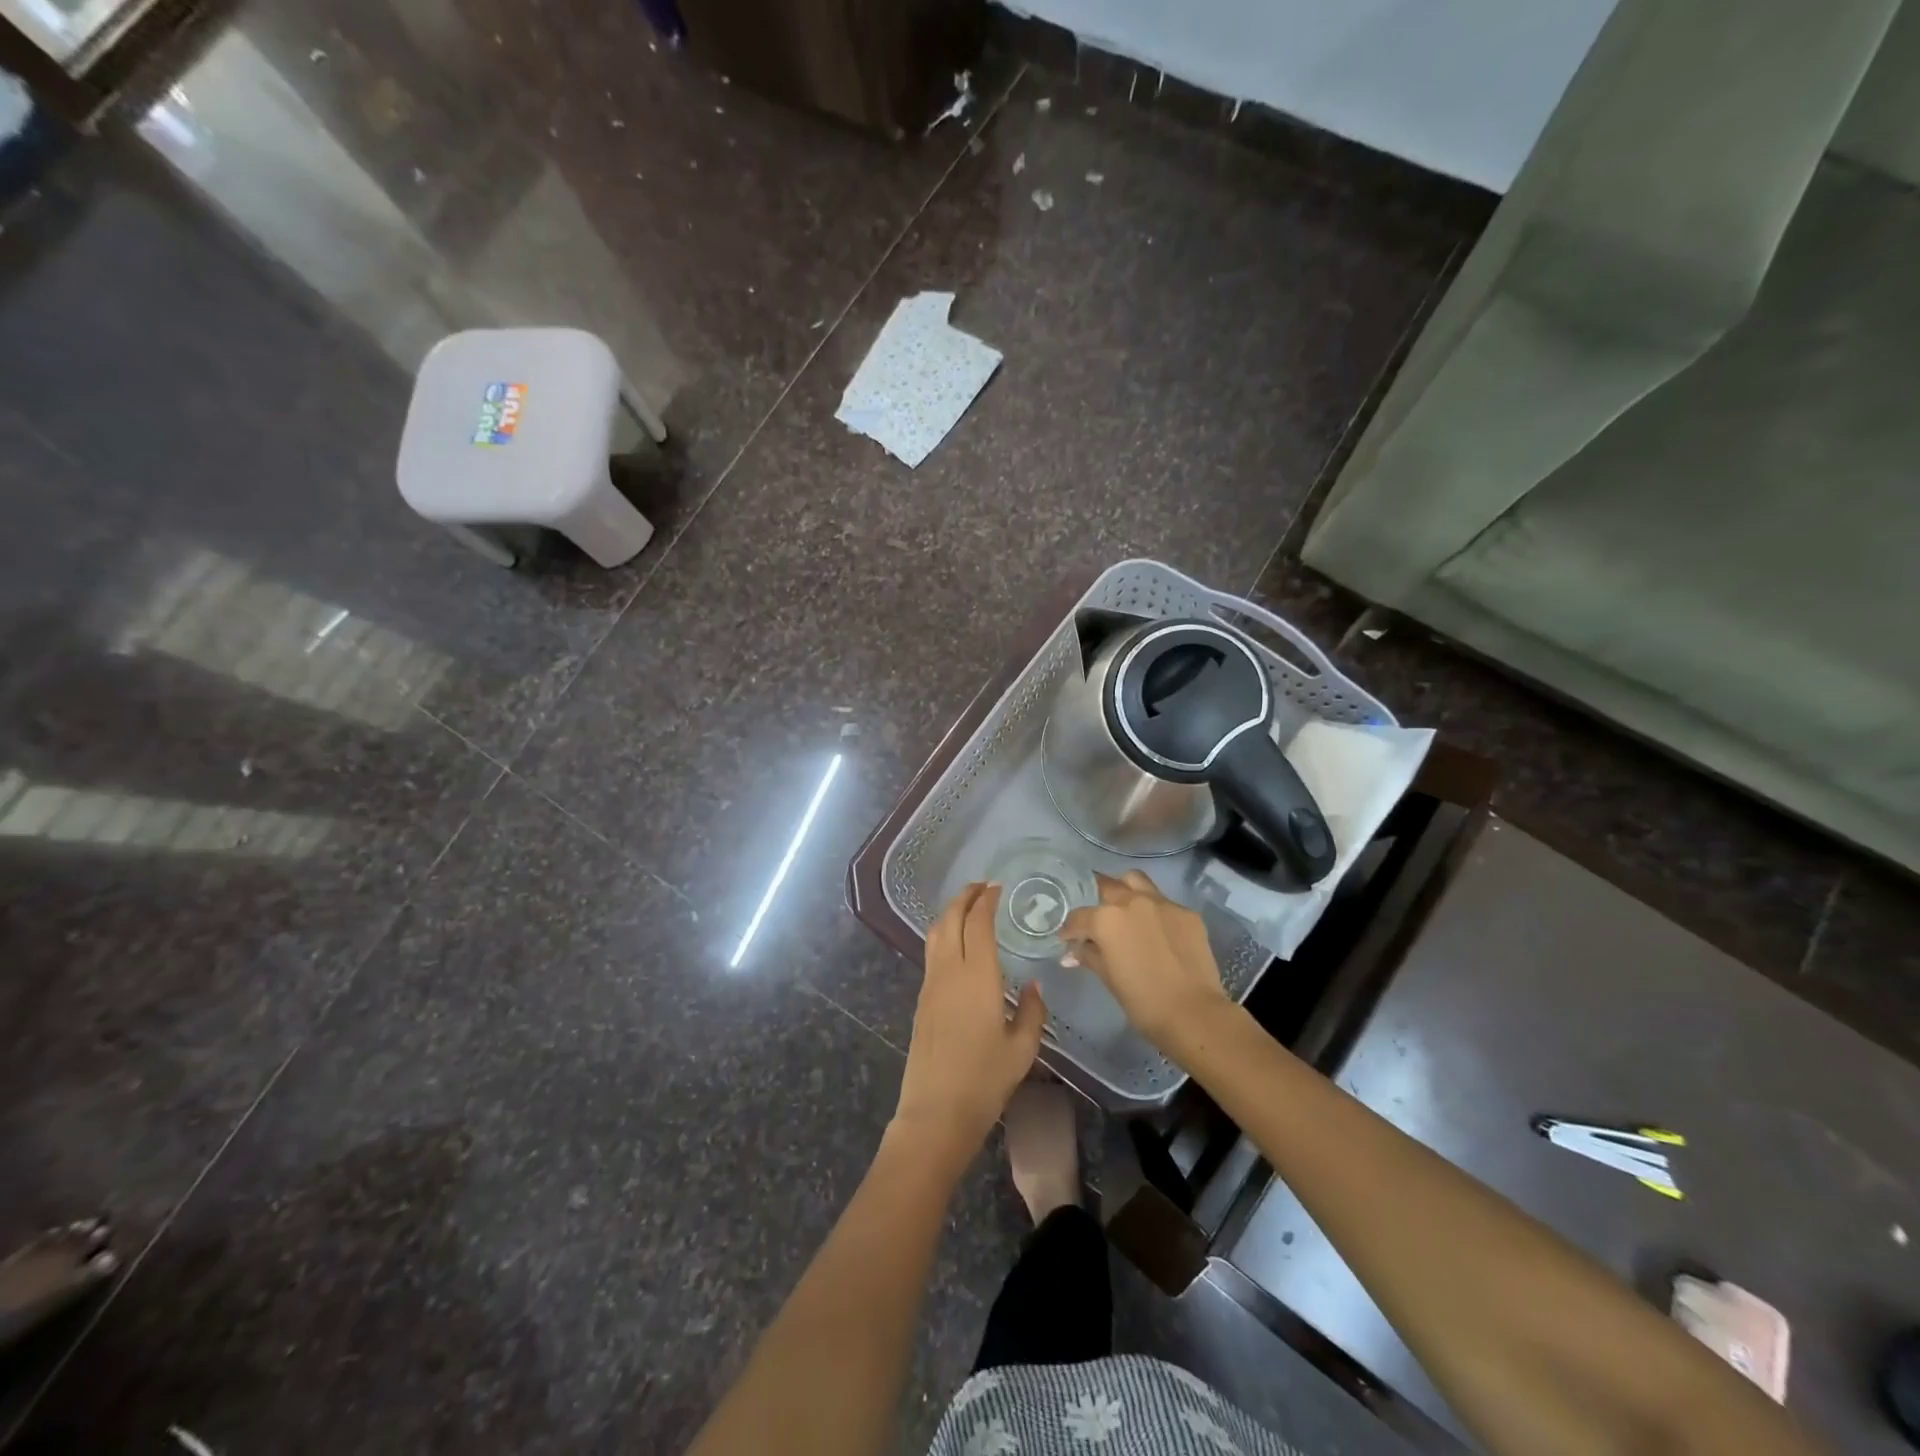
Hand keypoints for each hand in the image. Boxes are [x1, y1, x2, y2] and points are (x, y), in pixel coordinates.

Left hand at [894, 884, 1047, 1151]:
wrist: (935, 1112)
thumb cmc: (984, 1081)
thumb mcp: (1022, 1049)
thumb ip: (1032, 1012)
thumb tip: (1034, 985)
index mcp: (978, 977)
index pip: (979, 923)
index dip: (986, 900)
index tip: (997, 886)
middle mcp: (950, 971)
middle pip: (951, 919)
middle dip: (965, 896)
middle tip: (982, 886)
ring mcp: (930, 984)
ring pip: (936, 933)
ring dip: (950, 912)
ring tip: (968, 906)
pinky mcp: (921, 999)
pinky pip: (931, 952)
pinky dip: (943, 934)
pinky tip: (956, 943)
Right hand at [1060, 871, 1231, 1053]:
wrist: (1193, 1013)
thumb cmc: (1143, 1001)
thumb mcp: (1108, 978)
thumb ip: (1088, 956)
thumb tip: (1071, 953)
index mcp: (1106, 919)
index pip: (1079, 917)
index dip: (1070, 929)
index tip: (1067, 938)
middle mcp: (1132, 902)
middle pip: (1107, 886)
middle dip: (1096, 899)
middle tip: (1096, 918)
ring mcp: (1162, 903)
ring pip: (1136, 881)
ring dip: (1125, 889)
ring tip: (1124, 909)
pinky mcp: (1187, 913)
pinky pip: (1164, 902)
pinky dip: (1154, 911)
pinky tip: (1156, 931)